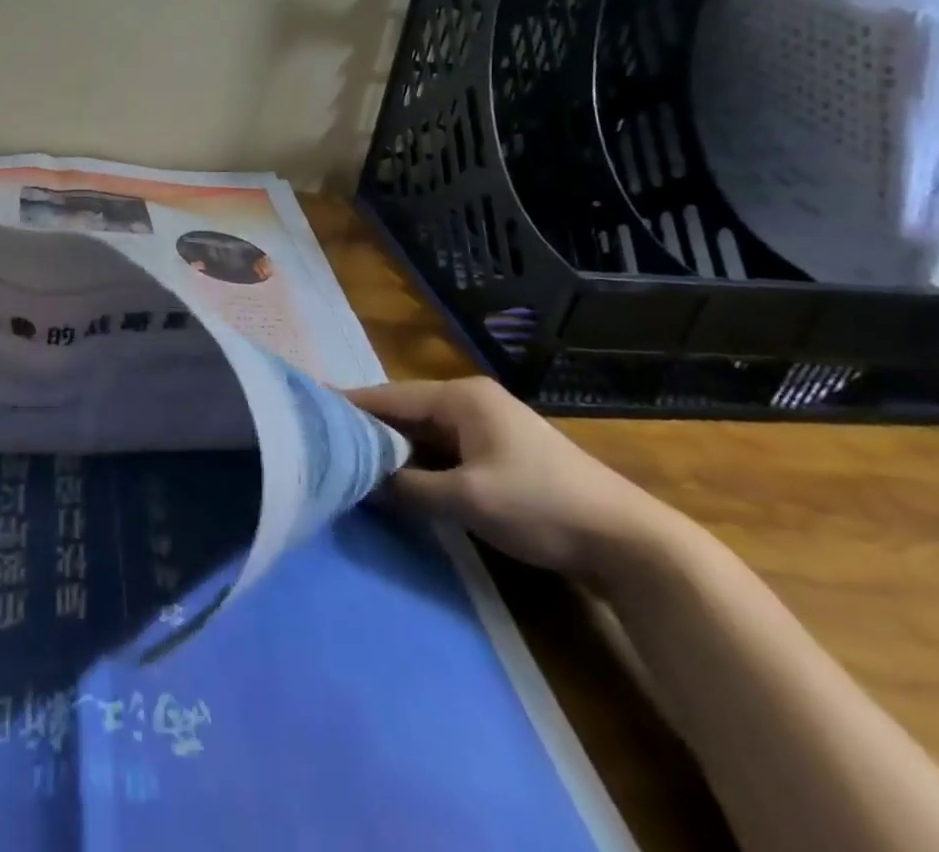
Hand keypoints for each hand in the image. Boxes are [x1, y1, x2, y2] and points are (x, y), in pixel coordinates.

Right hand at [346, 376, 680, 582]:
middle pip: (404, 412)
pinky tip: (396, 479)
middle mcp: (470, 403)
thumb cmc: (542, 506)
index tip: (308, 408)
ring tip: (348, 460)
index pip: (390, 396)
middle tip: (322, 440)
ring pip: (423, 434)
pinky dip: (418, 464)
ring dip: (392, 450)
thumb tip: (362, 483)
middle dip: (367, 429)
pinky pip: (442, 452)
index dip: (349, 405)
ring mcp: (487, 429)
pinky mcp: (498, 456)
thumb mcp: (468, 498)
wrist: (629, 542)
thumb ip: (409, 488)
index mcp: (461, 397)